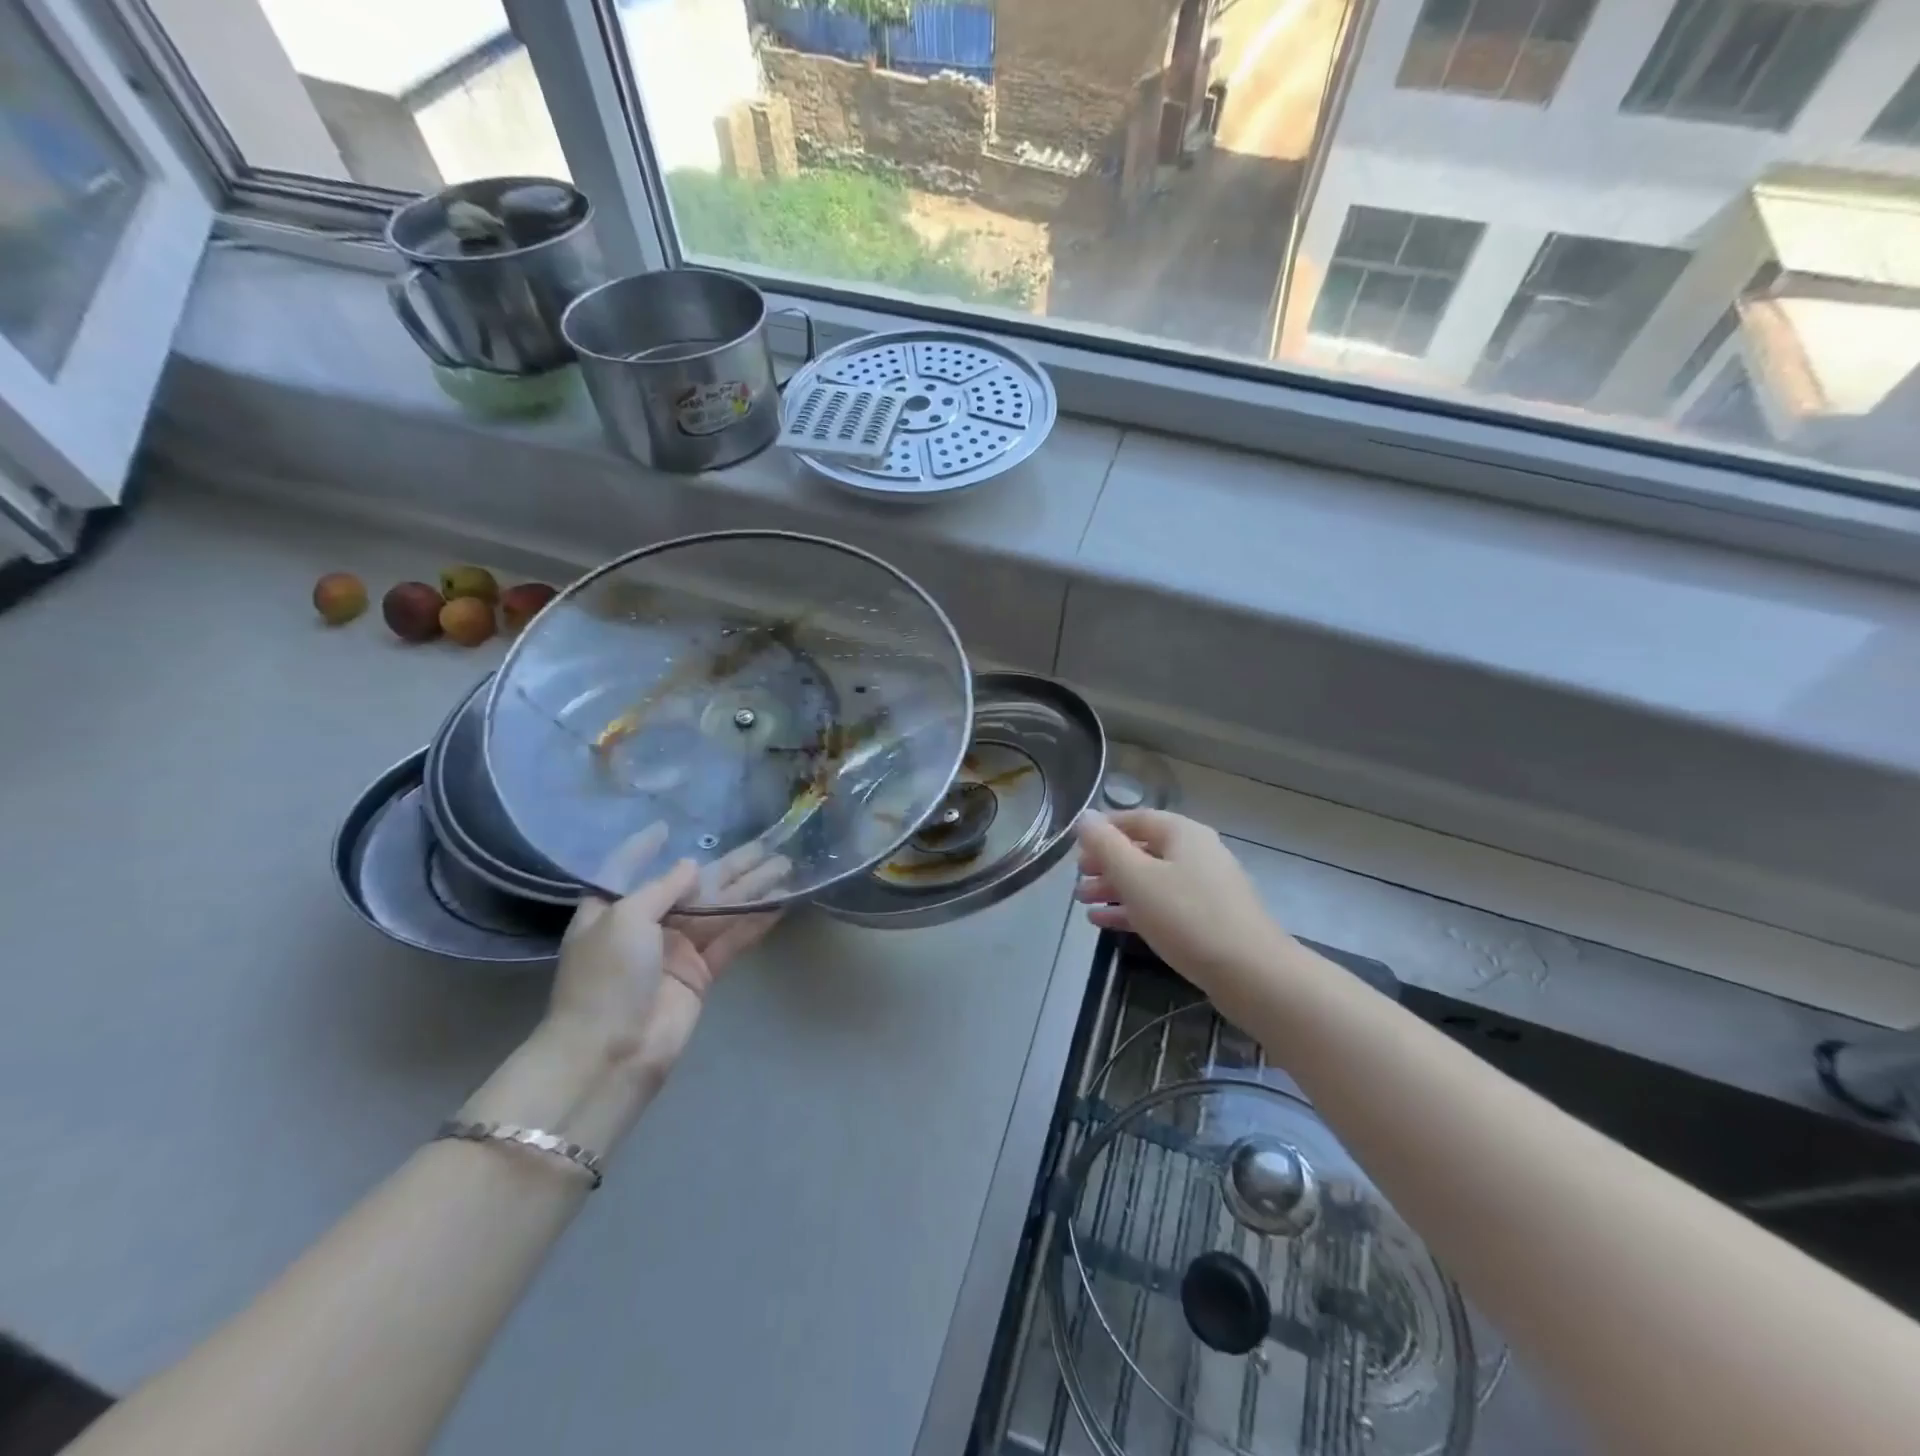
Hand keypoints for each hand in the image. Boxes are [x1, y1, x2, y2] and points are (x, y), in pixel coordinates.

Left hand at [549, 831, 787, 1083]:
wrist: (610, 1053)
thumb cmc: (606, 978)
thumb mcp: (624, 919)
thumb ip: (662, 888)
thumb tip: (692, 865)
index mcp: (612, 909)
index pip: (628, 868)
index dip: (645, 847)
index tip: (666, 827)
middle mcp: (646, 925)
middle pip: (692, 886)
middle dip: (728, 865)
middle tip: (766, 844)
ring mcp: (676, 950)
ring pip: (721, 910)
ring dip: (752, 888)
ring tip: (785, 864)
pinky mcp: (701, 974)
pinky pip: (732, 939)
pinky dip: (756, 920)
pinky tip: (780, 901)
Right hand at [1075, 810, 1293, 1000]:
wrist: (1251, 974)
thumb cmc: (1187, 917)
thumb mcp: (1136, 878)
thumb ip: (1106, 846)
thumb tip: (1085, 817)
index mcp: (1183, 833)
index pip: (1136, 819)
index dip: (1103, 830)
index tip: (1074, 847)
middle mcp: (1197, 853)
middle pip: (1143, 850)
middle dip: (1106, 863)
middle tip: (1077, 879)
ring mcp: (1205, 888)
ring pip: (1150, 880)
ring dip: (1115, 888)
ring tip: (1083, 902)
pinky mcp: (1208, 920)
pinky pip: (1163, 905)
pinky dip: (1134, 910)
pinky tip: (1104, 923)